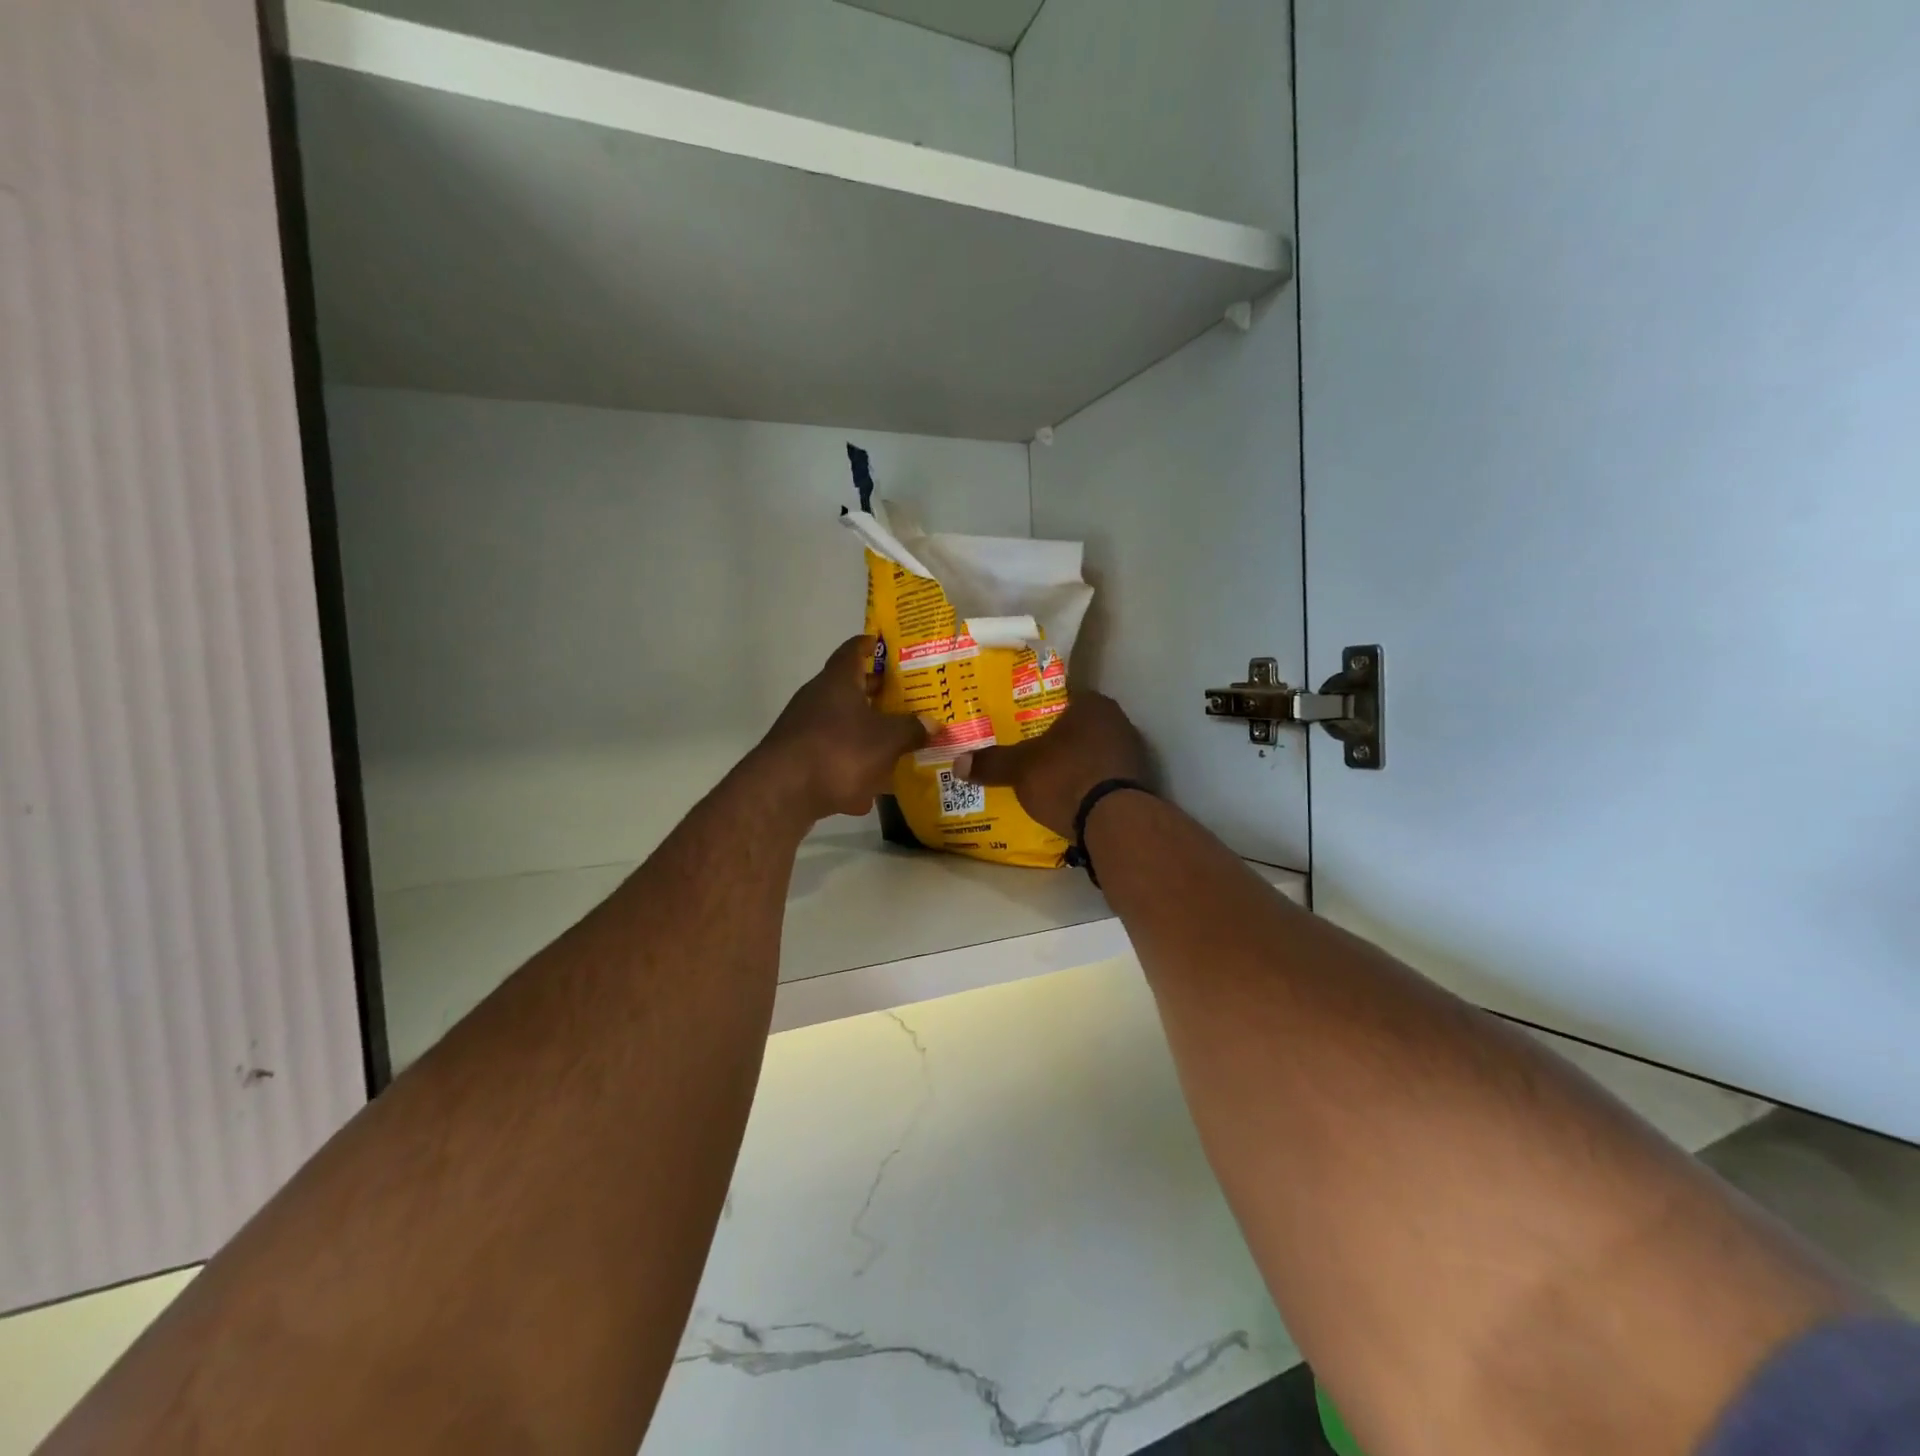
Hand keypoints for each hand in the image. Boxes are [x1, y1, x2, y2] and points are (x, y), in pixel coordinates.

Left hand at [759, 636, 927, 821]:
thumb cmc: (839, 751)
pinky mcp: (797, 758)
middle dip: (876, 693)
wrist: (782, 792)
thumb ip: (911, 729)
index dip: (870, 645)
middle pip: (849, 688)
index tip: (884, 644)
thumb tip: (932, 723)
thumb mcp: (886, 740)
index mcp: (838, 681)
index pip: (853, 650)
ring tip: (894, 743)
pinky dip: (850, 765)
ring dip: (865, 731)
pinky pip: (831, 755)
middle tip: (906, 696)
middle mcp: (817, 697)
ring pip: (841, 724)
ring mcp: (803, 728)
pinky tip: (868, 791)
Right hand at [955, 691, 1148, 836]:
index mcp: (1092, 705)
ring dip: (1072, 764)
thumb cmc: (1065, 777)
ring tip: (1045, 779)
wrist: (1114, 822)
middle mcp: (1118, 721)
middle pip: (1077, 727)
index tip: (1018, 725)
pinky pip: (1103, 777)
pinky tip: (1069, 799)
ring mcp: (1132, 753)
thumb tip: (958, 763)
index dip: (1037, 710)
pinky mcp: (1137, 784)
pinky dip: (1087, 785)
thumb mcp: (1020, 769)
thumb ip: (992, 762)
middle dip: (1054, 740)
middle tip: (1027, 753)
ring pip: (1092, 753)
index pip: (1060, 697)